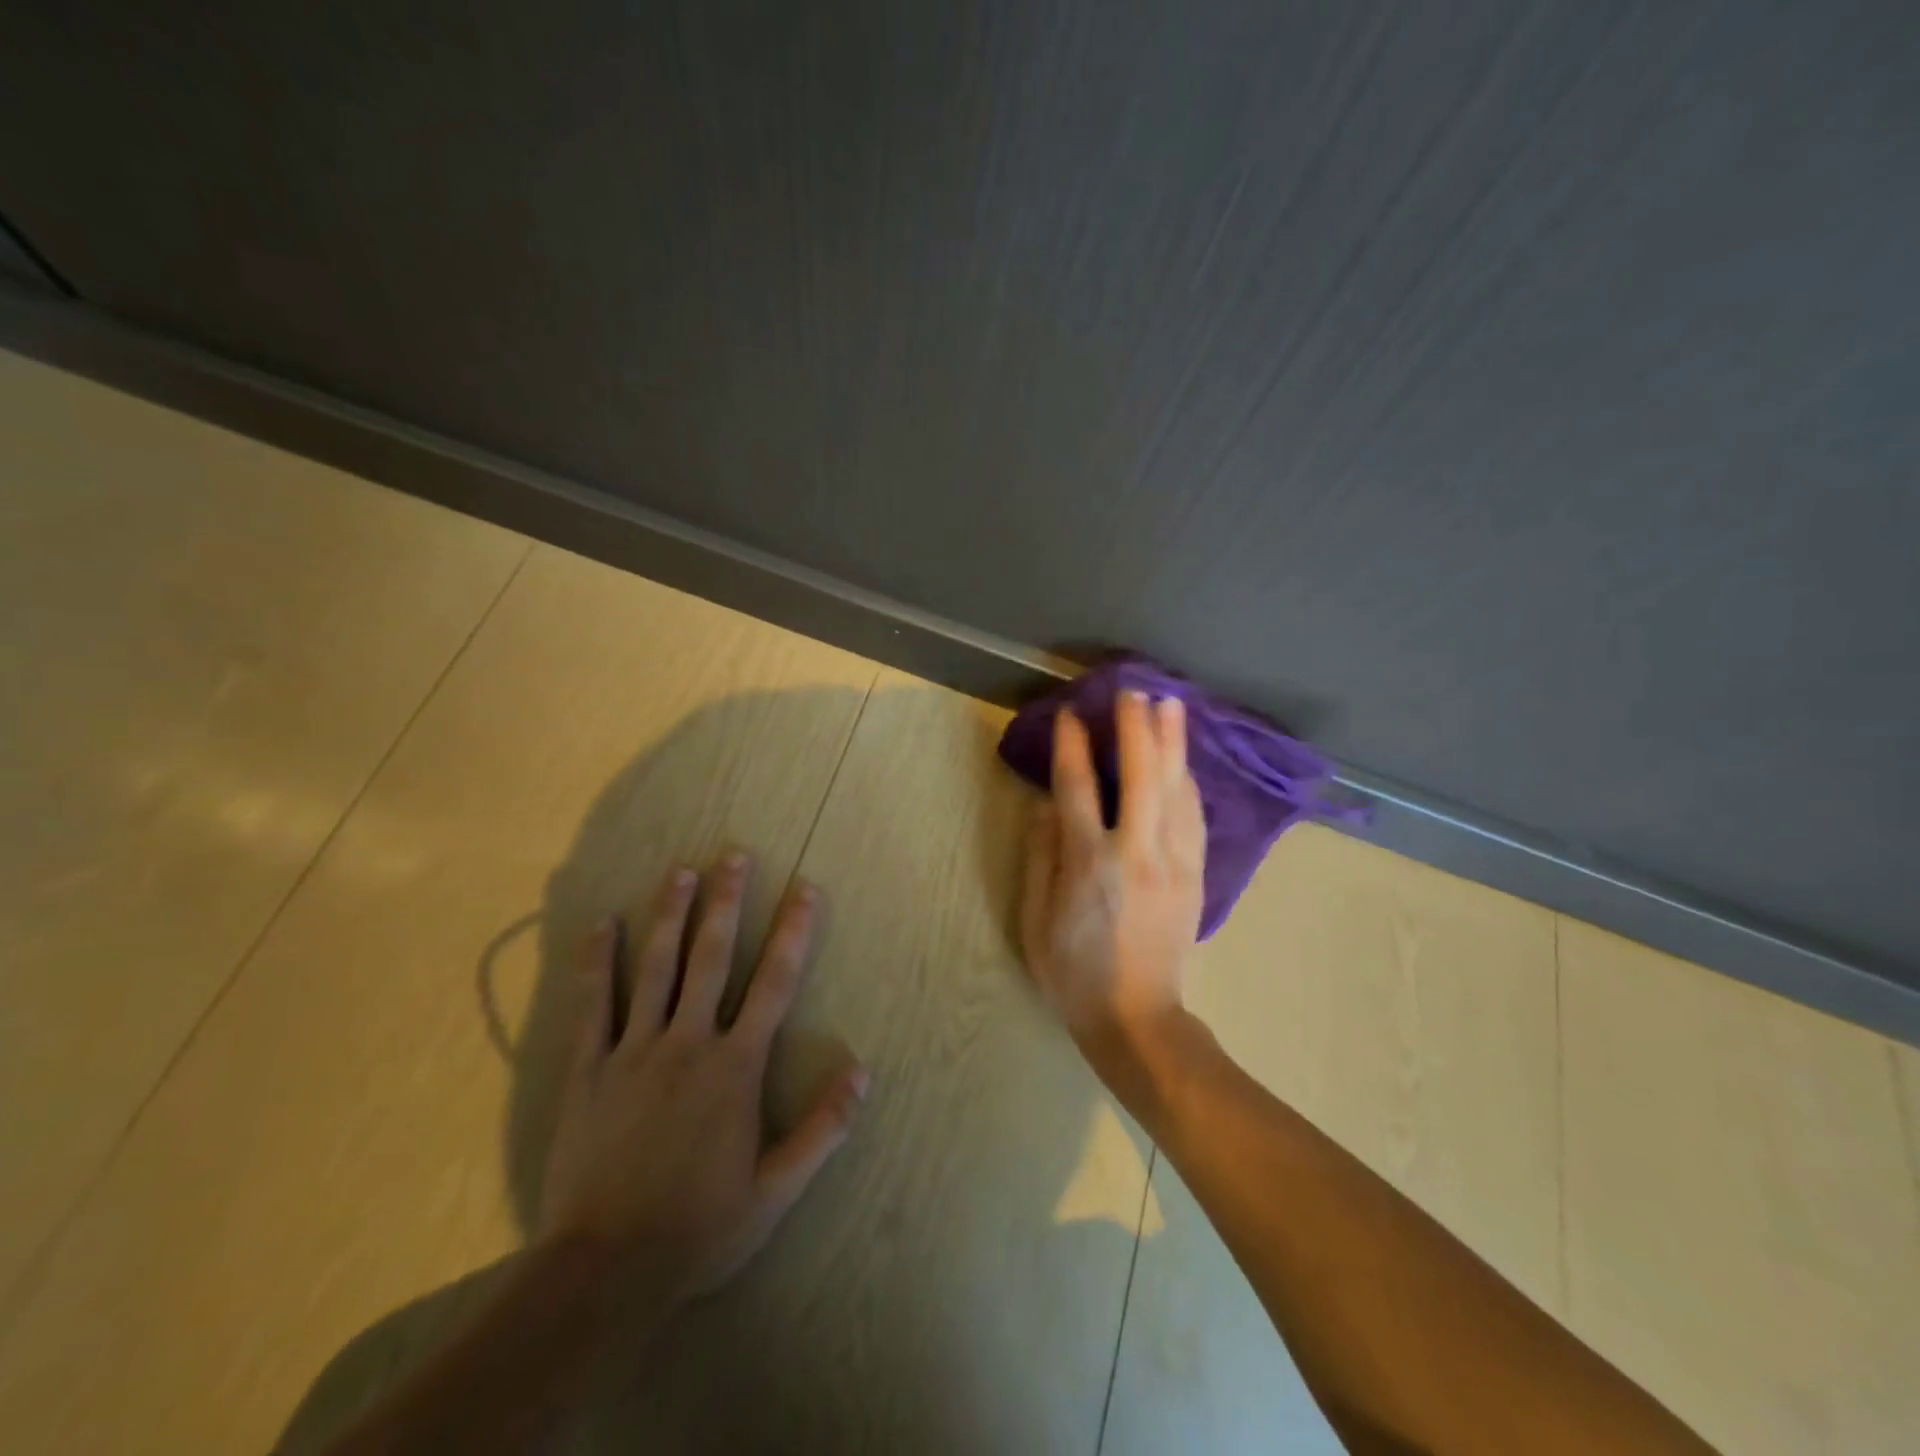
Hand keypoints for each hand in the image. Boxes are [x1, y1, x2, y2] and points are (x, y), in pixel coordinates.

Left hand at [537, 853, 868, 1308]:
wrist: (604, 1271)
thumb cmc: (699, 1227)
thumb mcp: (777, 1189)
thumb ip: (823, 1128)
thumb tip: (863, 1071)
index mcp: (735, 1066)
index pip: (774, 983)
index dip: (793, 931)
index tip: (805, 888)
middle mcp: (688, 1042)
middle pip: (711, 958)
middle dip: (726, 902)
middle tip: (734, 855)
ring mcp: (634, 1051)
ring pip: (656, 968)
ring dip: (670, 915)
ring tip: (681, 871)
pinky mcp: (589, 1070)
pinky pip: (593, 1005)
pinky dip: (597, 962)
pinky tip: (602, 924)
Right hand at [1020, 691, 1205, 1046]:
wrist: (1137, 1018)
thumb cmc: (1073, 972)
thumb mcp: (1035, 920)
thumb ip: (1041, 857)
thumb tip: (1047, 806)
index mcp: (1087, 862)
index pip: (1078, 786)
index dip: (1073, 745)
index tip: (1072, 714)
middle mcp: (1134, 851)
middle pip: (1139, 774)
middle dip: (1135, 727)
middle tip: (1132, 690)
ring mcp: (1172, 861)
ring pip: (1176, 788)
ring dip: (1172, 743)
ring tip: (1170, 704)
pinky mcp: (1195, 875)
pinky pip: (1194, 816)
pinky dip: (1188, 782)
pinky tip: (1185, 762)